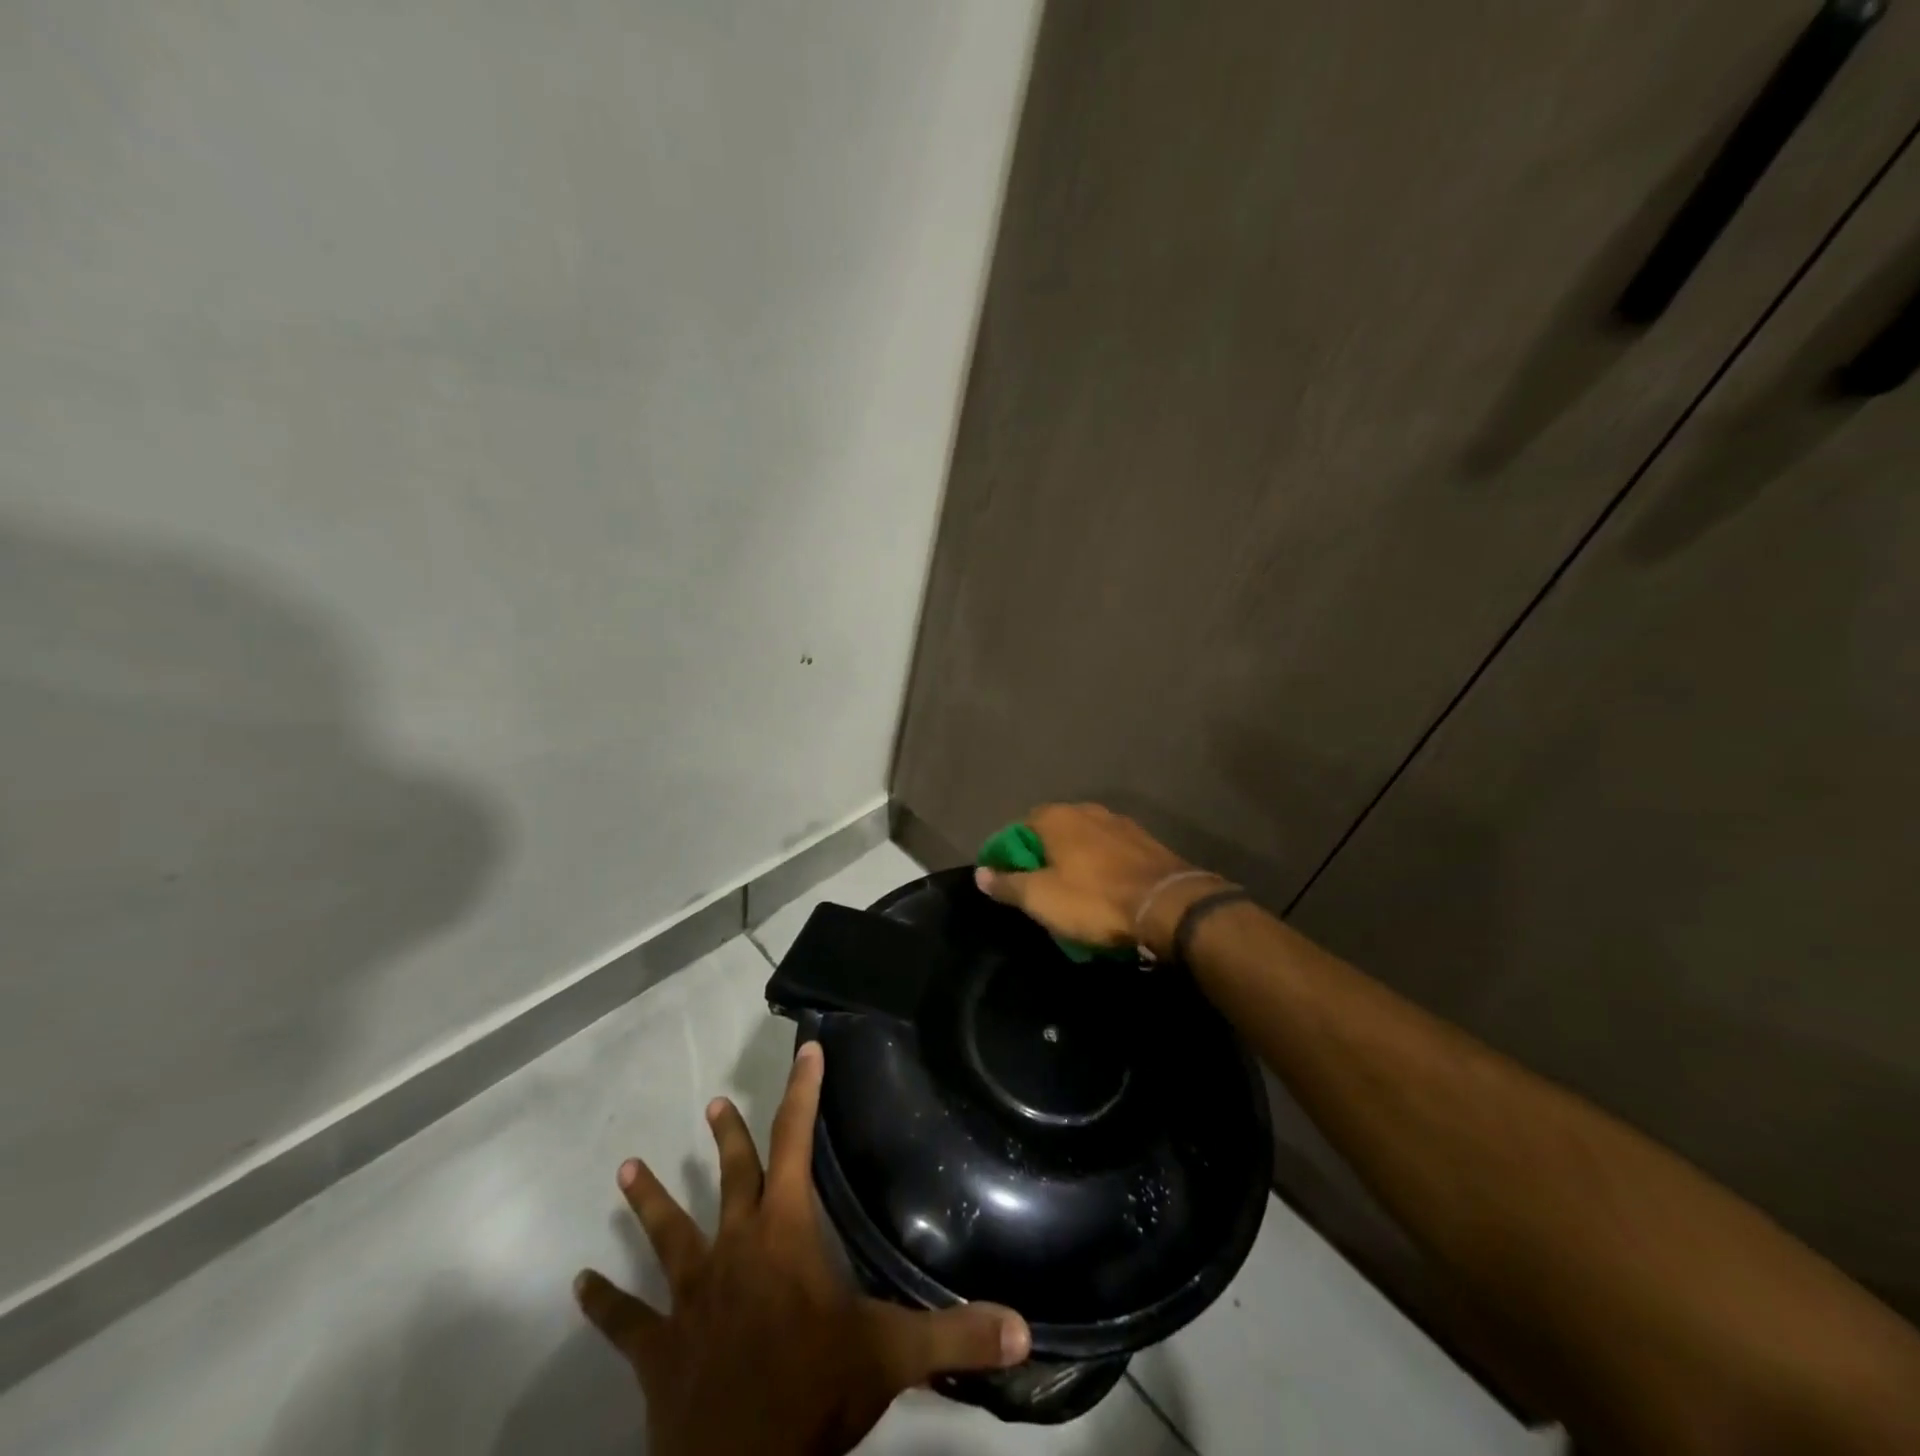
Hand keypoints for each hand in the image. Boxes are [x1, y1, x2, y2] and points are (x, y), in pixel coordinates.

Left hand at [575, 1041, 1030, 1455]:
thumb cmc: (814, 1396)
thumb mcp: (892, 1357)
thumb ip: (958, 1334)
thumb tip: (1025, 1327)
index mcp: (785, 1233)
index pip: (796, 1142)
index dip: (803, 1091)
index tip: (805, 1049)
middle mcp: (734, 1248)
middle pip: (732, 1177)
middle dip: (728, 1138)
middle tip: (712, 1104)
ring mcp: (690, 1296)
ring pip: (668, 1234)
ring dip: (651, 1200)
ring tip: (626, 1168)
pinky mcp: (658, 1349)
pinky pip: (625, 1321)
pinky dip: (602, 1302)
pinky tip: (579, 1282)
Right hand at [974, 802, 1221, 957]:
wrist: (1169, 905)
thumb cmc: (1094, 899)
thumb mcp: (1041, 898)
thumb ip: (1007, 884)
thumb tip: (981, 873)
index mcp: (1056, 817)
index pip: (1018, 828)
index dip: (1008, 855)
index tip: (1006, 881)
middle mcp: (1087, 811)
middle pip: (1052, 834)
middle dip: (1043, 859)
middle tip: (1038, 892)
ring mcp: (1121, 824)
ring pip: (1084, 843)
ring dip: (1074, 864)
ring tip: (1072, 895)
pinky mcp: (1147, 843)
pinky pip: (1111, 854)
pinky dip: (1101, 869)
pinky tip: (1104, 892)